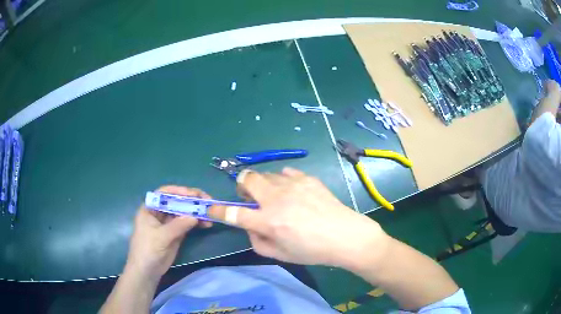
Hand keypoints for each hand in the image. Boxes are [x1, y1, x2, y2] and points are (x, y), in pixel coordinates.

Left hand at [125, 186, 211, 279]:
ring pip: (184, 212)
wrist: (147, 271)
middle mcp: (159, 212)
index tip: (193, 195)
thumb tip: (195, 216)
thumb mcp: (161, 237)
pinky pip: (188, 224)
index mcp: (150, 208)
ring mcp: (168, 223)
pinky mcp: (176, 233)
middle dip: (192, 201)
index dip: (179, 191)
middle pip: (177, 201)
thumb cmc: (147, 250)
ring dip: (197, 212)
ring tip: (210, 215)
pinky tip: (206, 224)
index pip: (164, 193)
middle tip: (207, 202)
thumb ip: (177, 226)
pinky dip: (197, 223)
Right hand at [209, 168, 388, 268]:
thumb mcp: (280, 255)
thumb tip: (248, 226)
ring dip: (263, 185)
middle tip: (250, 197)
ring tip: (275, 197)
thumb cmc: (312, 251)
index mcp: (269, 221)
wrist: (346, 236)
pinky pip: (286, 173)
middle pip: (248, 179)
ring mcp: (293, 185)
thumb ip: (257, 241)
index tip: (211, 208)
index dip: (218, 211)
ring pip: (266, 174)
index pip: (233, 214)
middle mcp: (277, 199)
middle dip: (242, 186)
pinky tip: (292, 192)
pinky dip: (282, 181)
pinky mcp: (307, 178)